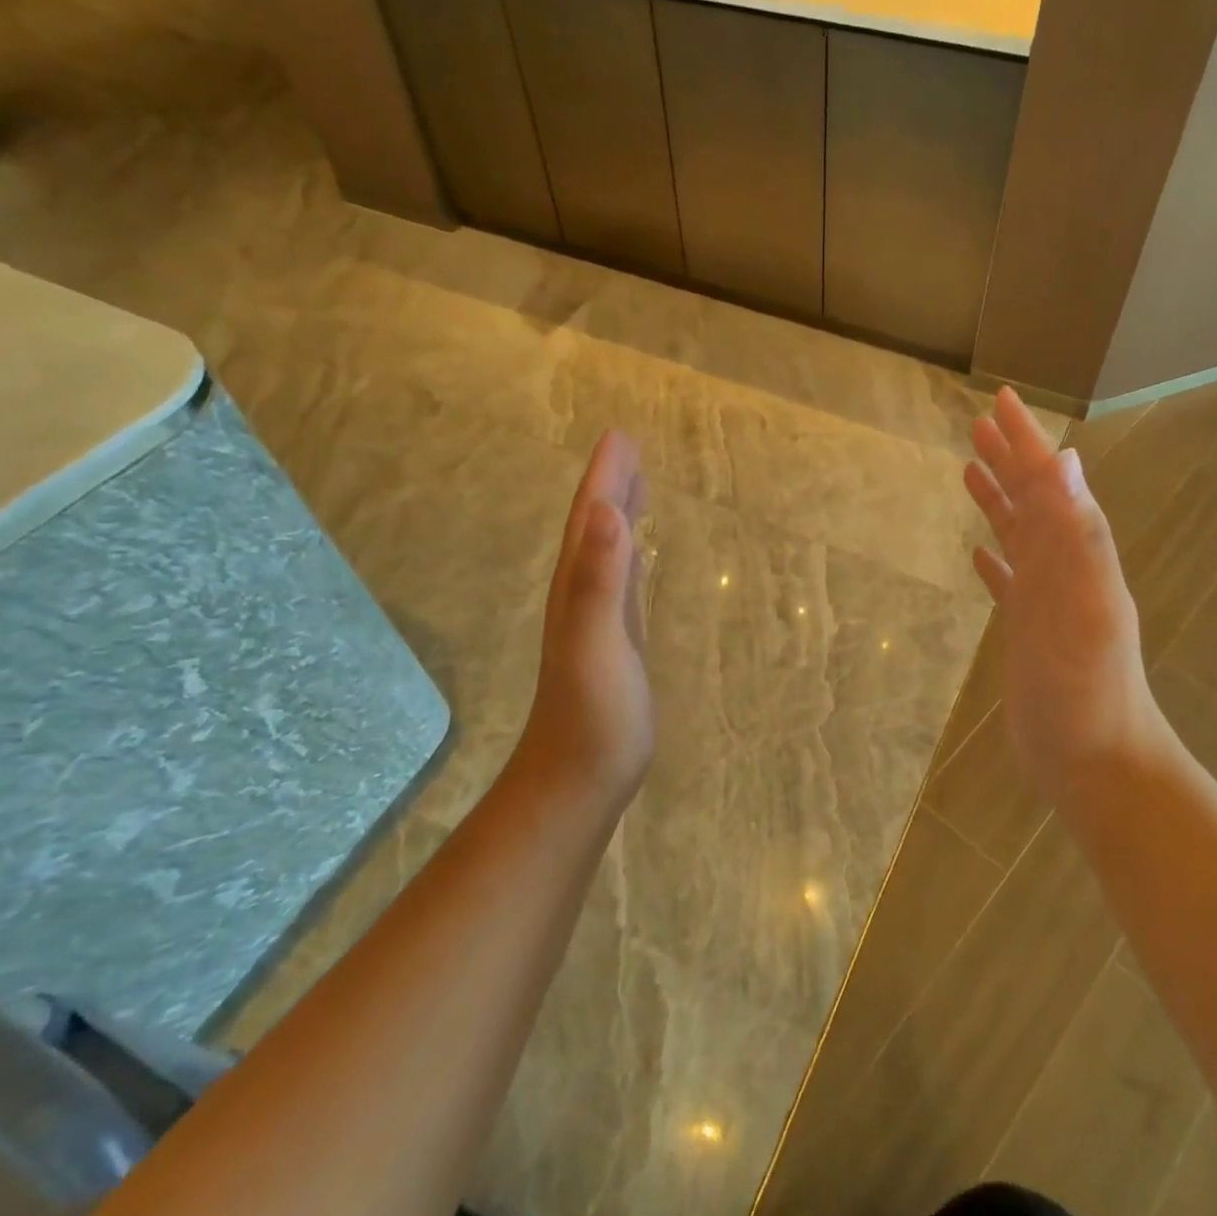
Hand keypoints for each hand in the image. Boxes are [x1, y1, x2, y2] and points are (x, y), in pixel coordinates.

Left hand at [515, 431, 653, 808]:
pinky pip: (623, 581)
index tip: (619, 436)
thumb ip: (598, 580)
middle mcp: (583, 595)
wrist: (580, 779)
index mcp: (578, 588)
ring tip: (635, 484)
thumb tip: (605, 511)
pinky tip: (638, 554)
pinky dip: (631, 556)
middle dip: (611, 485)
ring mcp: (599, 620)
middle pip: (596, 528)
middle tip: (628, 447)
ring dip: (619, 515)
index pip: (590, 520)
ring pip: (608, 551)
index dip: (604, 478)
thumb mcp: (598, 643)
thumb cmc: (593, 716)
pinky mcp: (617, 642)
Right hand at [964, 388, 1179, 804]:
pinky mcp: (1028, 633)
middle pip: (1032, 502)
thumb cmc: (1088, 691)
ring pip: (1018, 537)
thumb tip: (1065, 460)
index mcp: (1076, 555)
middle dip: (1008, 460)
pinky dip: (995, 560)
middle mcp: (1063, 569)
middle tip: (979, 425)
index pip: (1046, 484)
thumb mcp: (1085, 608)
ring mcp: (1044, 601)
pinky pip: (1008, 583)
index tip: (999, 401)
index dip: (1024, 442)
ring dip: (998, 502)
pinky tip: (980, 554)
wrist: (1096, 761)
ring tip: (969, 472)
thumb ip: (1077, 537)